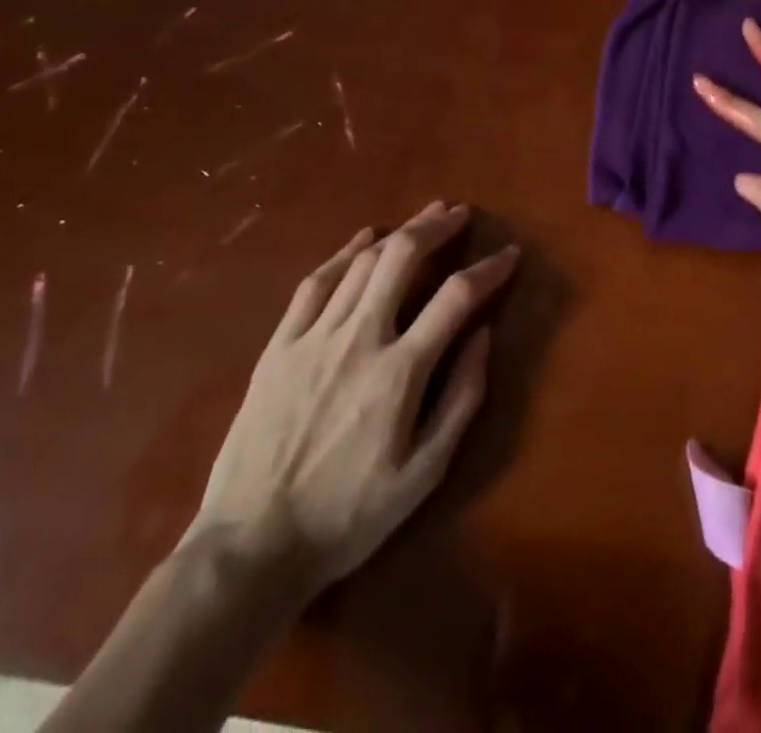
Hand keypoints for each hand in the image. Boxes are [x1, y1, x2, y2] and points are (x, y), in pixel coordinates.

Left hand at [185, 201, 518, 598]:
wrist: (251, 547)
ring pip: (362, 262)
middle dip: (437, 227)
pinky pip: (314, 283)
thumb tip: (483, 334)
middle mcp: (359, 339)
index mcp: (400, 371)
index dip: (489, 269)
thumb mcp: (424, 473)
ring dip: (399, 232)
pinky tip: (362, 238)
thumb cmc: (348, 515)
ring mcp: (313, 338)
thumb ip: (461, 398)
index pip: (456, 297)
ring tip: (424, 216)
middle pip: (403, 257)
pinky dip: (343, 253)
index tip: (509, 255)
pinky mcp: (279, 346)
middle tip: (459, 213)